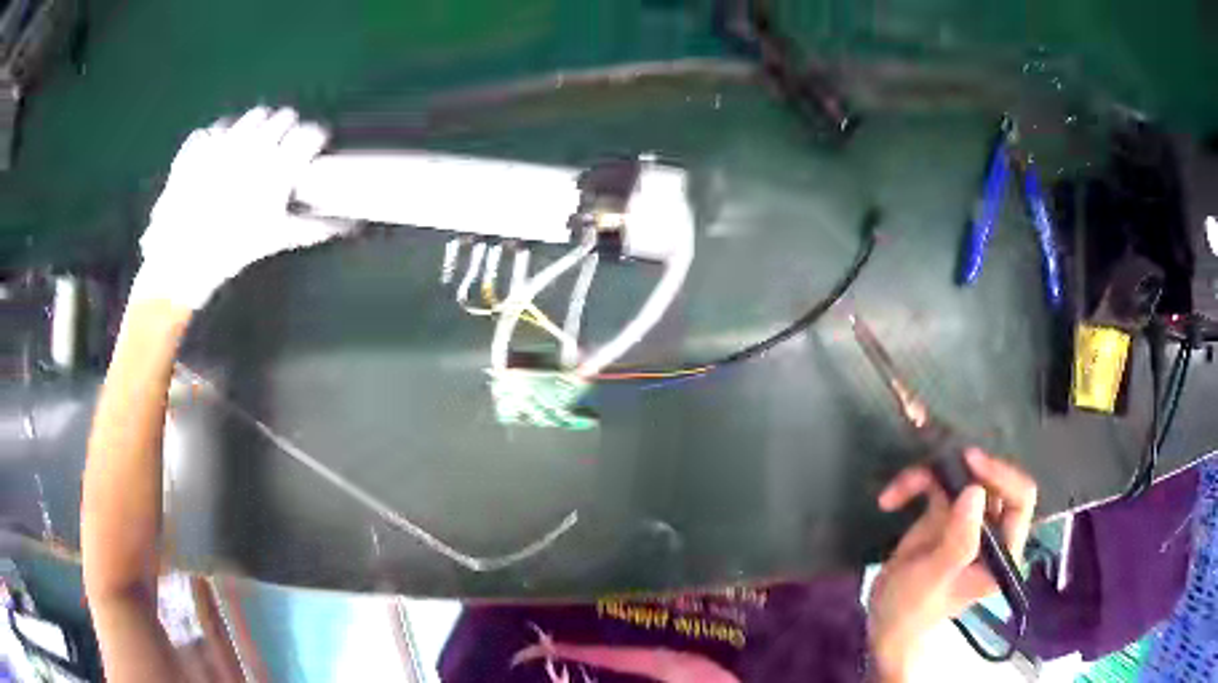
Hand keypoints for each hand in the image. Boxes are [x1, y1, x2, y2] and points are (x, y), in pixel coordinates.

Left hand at [132, 106, 352, 309]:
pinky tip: (221, 155)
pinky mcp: (201, 143)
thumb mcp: (275, 239)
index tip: (313, 150)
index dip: (315, 140)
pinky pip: (219, 126)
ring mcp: (225, 139)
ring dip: (260, 128)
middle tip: (283, 153)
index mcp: (277, 166)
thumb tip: (350, 227)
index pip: (311, 133)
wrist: (180, 261)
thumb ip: (314, 227)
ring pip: (254, 116)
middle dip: (288, 131)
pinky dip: (224, 135)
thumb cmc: (231, 252)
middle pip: (285, 117)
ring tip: (254, 150)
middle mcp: (254, 144)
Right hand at [866, 449, 1036, 680]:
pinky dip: (914, 485)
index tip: (971, 464)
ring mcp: (970, 521)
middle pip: (991, 480)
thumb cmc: (912, 609)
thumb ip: (958, 541)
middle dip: (961, 472)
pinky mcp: (948, 514)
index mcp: (1003, 552)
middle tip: (933, 468)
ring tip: (896, 493)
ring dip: (929, 477)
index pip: (1020, 499)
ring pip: (963, 477)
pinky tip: (890, 500)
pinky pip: (939, 484)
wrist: (883, 620)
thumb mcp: (934, 578)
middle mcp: (993, 532)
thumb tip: (976, 491)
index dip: (1001, 475)